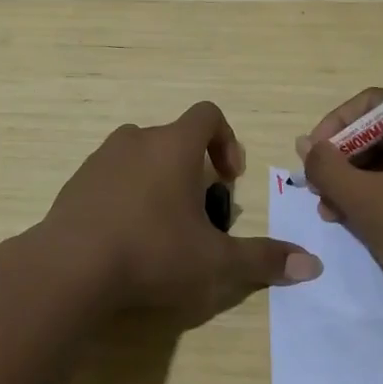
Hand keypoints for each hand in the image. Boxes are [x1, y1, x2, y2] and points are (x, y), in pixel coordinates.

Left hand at [37, 101, 322, 324]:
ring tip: (163, 229)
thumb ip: (263, 260)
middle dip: (193, 169)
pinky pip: (111, 177)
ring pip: (141, 156)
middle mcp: (137, 140)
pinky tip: (126, 239)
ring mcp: (101, 159)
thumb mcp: (215, 263)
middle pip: (174, 139)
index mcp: (173, 144)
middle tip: (199, 214)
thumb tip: (313, 266)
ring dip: (158, 182)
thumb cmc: (152, 252)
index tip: (229, 179)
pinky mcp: (76, 182)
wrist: (68, 268)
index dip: (227, 140)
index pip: (208, 114)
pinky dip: (126, 196)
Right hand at [298, 90, 382, 324]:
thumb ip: (328, 167)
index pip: (372, 104)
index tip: (312, 155)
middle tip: (318, 188)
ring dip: (359, 180)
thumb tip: (305, 144)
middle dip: (345, 159)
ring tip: (331, 210)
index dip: (335, 125)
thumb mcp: (367, 202)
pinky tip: (357, 218)